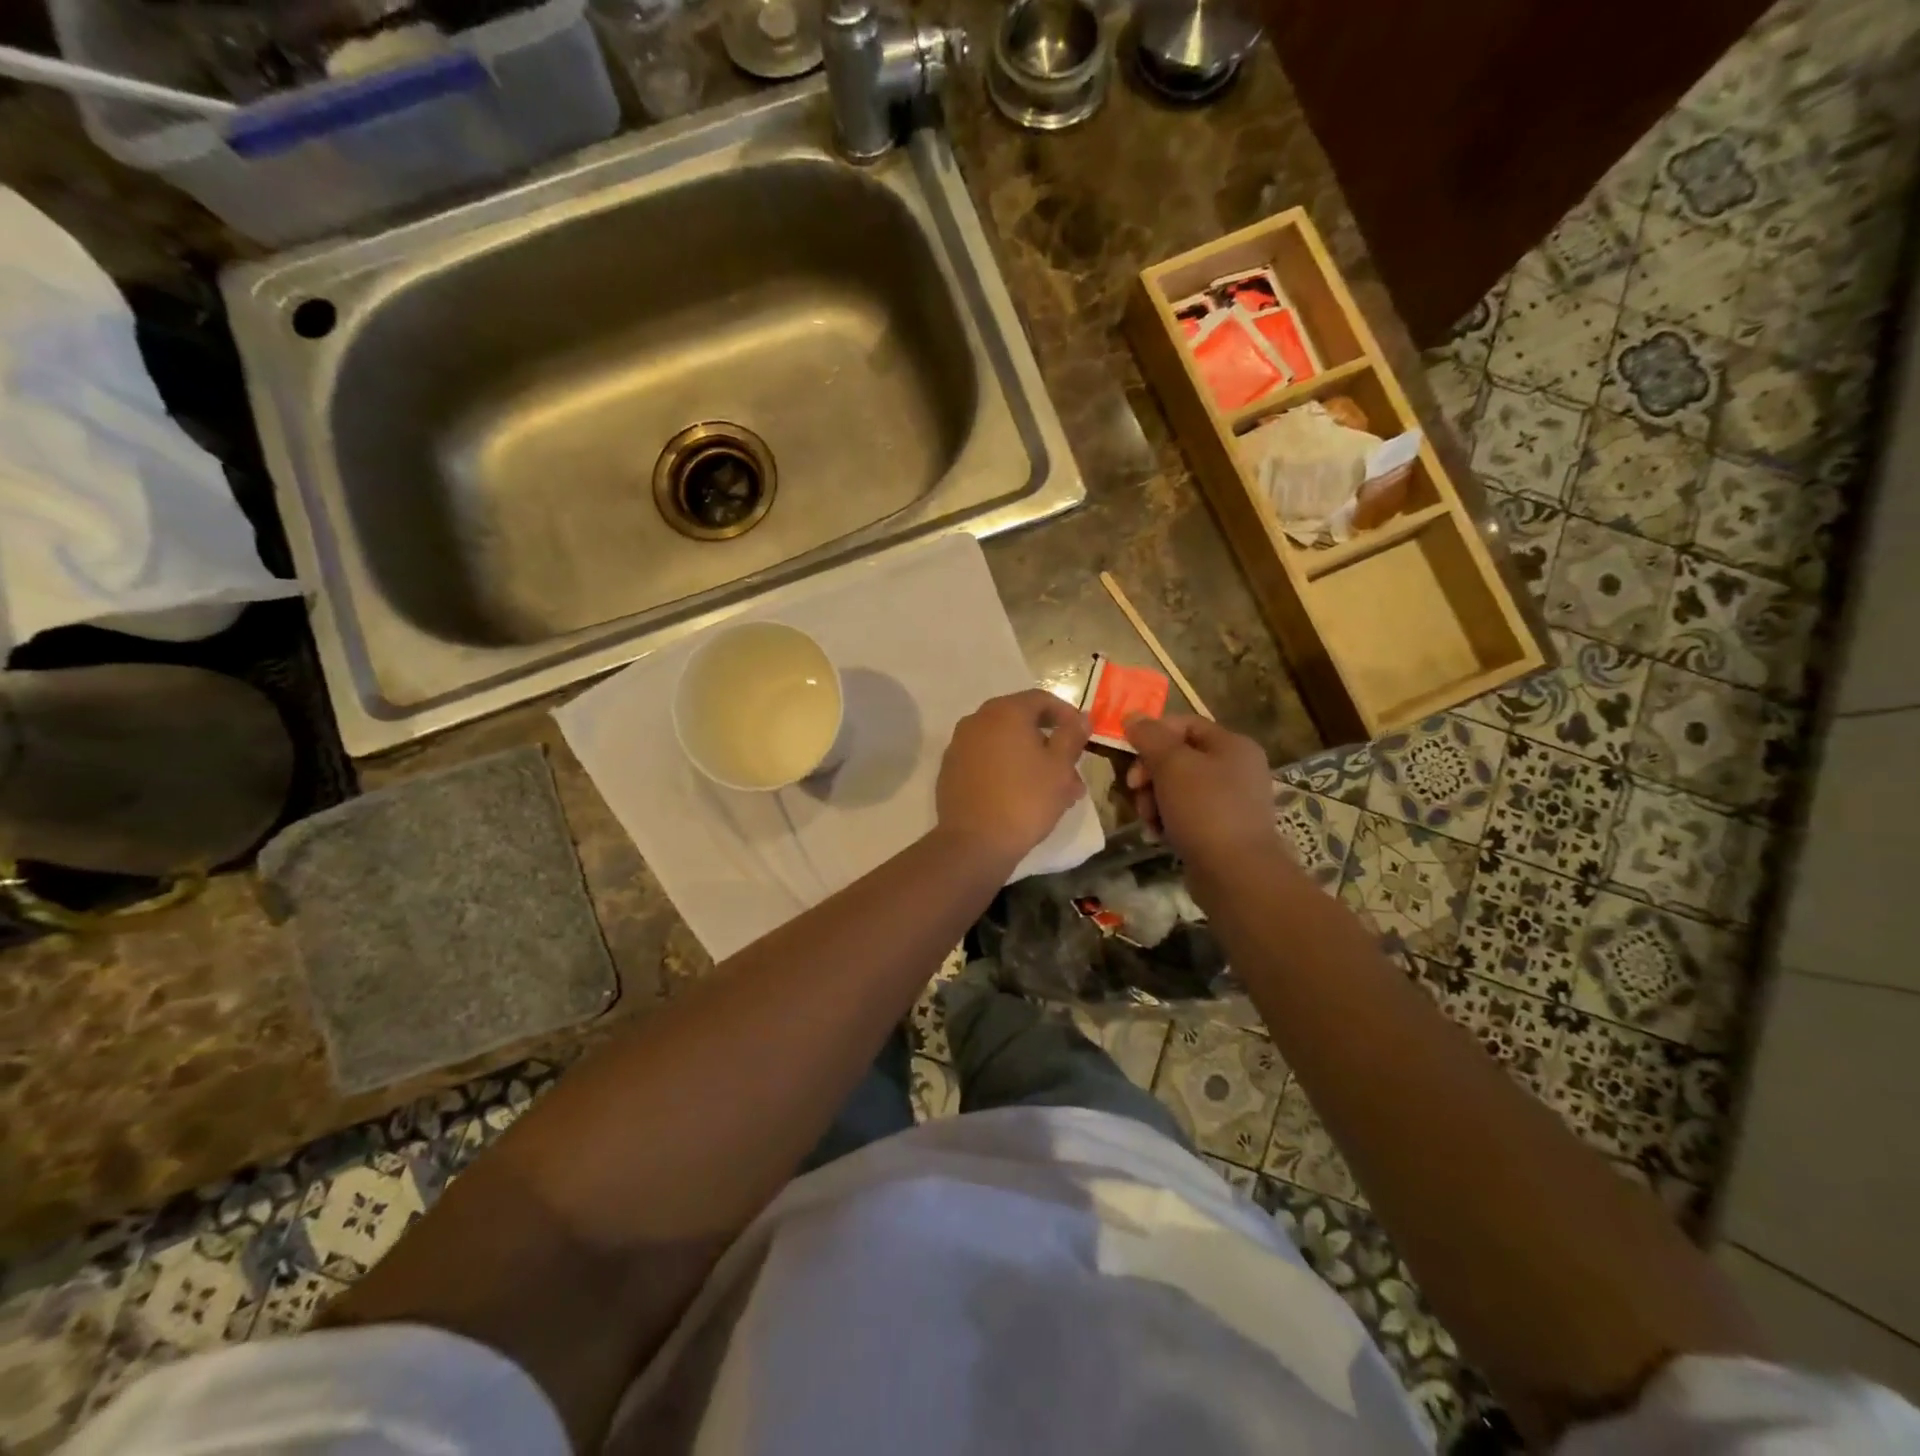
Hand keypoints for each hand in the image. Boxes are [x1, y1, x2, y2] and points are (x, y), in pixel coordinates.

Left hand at [936, 689, 1090, 865]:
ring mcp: (959, 746)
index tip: (1082, 735)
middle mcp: (977, 720)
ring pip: (1005, 744)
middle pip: (1021, 721)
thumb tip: (1080, 717)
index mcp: (1004, 712)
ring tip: (1056, 791)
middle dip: (1050, 742)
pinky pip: (986, 761)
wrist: (974, 843)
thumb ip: (1071, 735)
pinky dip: (1007, 770)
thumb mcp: (1060, 767)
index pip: (1041, 699)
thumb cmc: (1025, 800)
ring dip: (1031, 760)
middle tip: (1072, 768)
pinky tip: (1023, 796)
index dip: (1066, 714)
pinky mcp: (951, 771)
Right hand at [1122, 715, 1281, 870]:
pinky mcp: (1221, 829)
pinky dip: (1167, 820)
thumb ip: (1150, 737)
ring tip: (1148, 820)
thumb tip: (1132, 716)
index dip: (1153, 734)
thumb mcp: (1172, 765)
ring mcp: (1231, 801)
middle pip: (1178, 757)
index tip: (1129, 754)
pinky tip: (1158, 835)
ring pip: (1177, 788)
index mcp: (1233, 745)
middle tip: (1135, 790)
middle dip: (1150, 774)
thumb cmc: (1205, 810)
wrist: (1236, 874)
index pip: (1184, 724)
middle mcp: (1237, 768)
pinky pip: (1186, 814)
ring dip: (1154, 800)